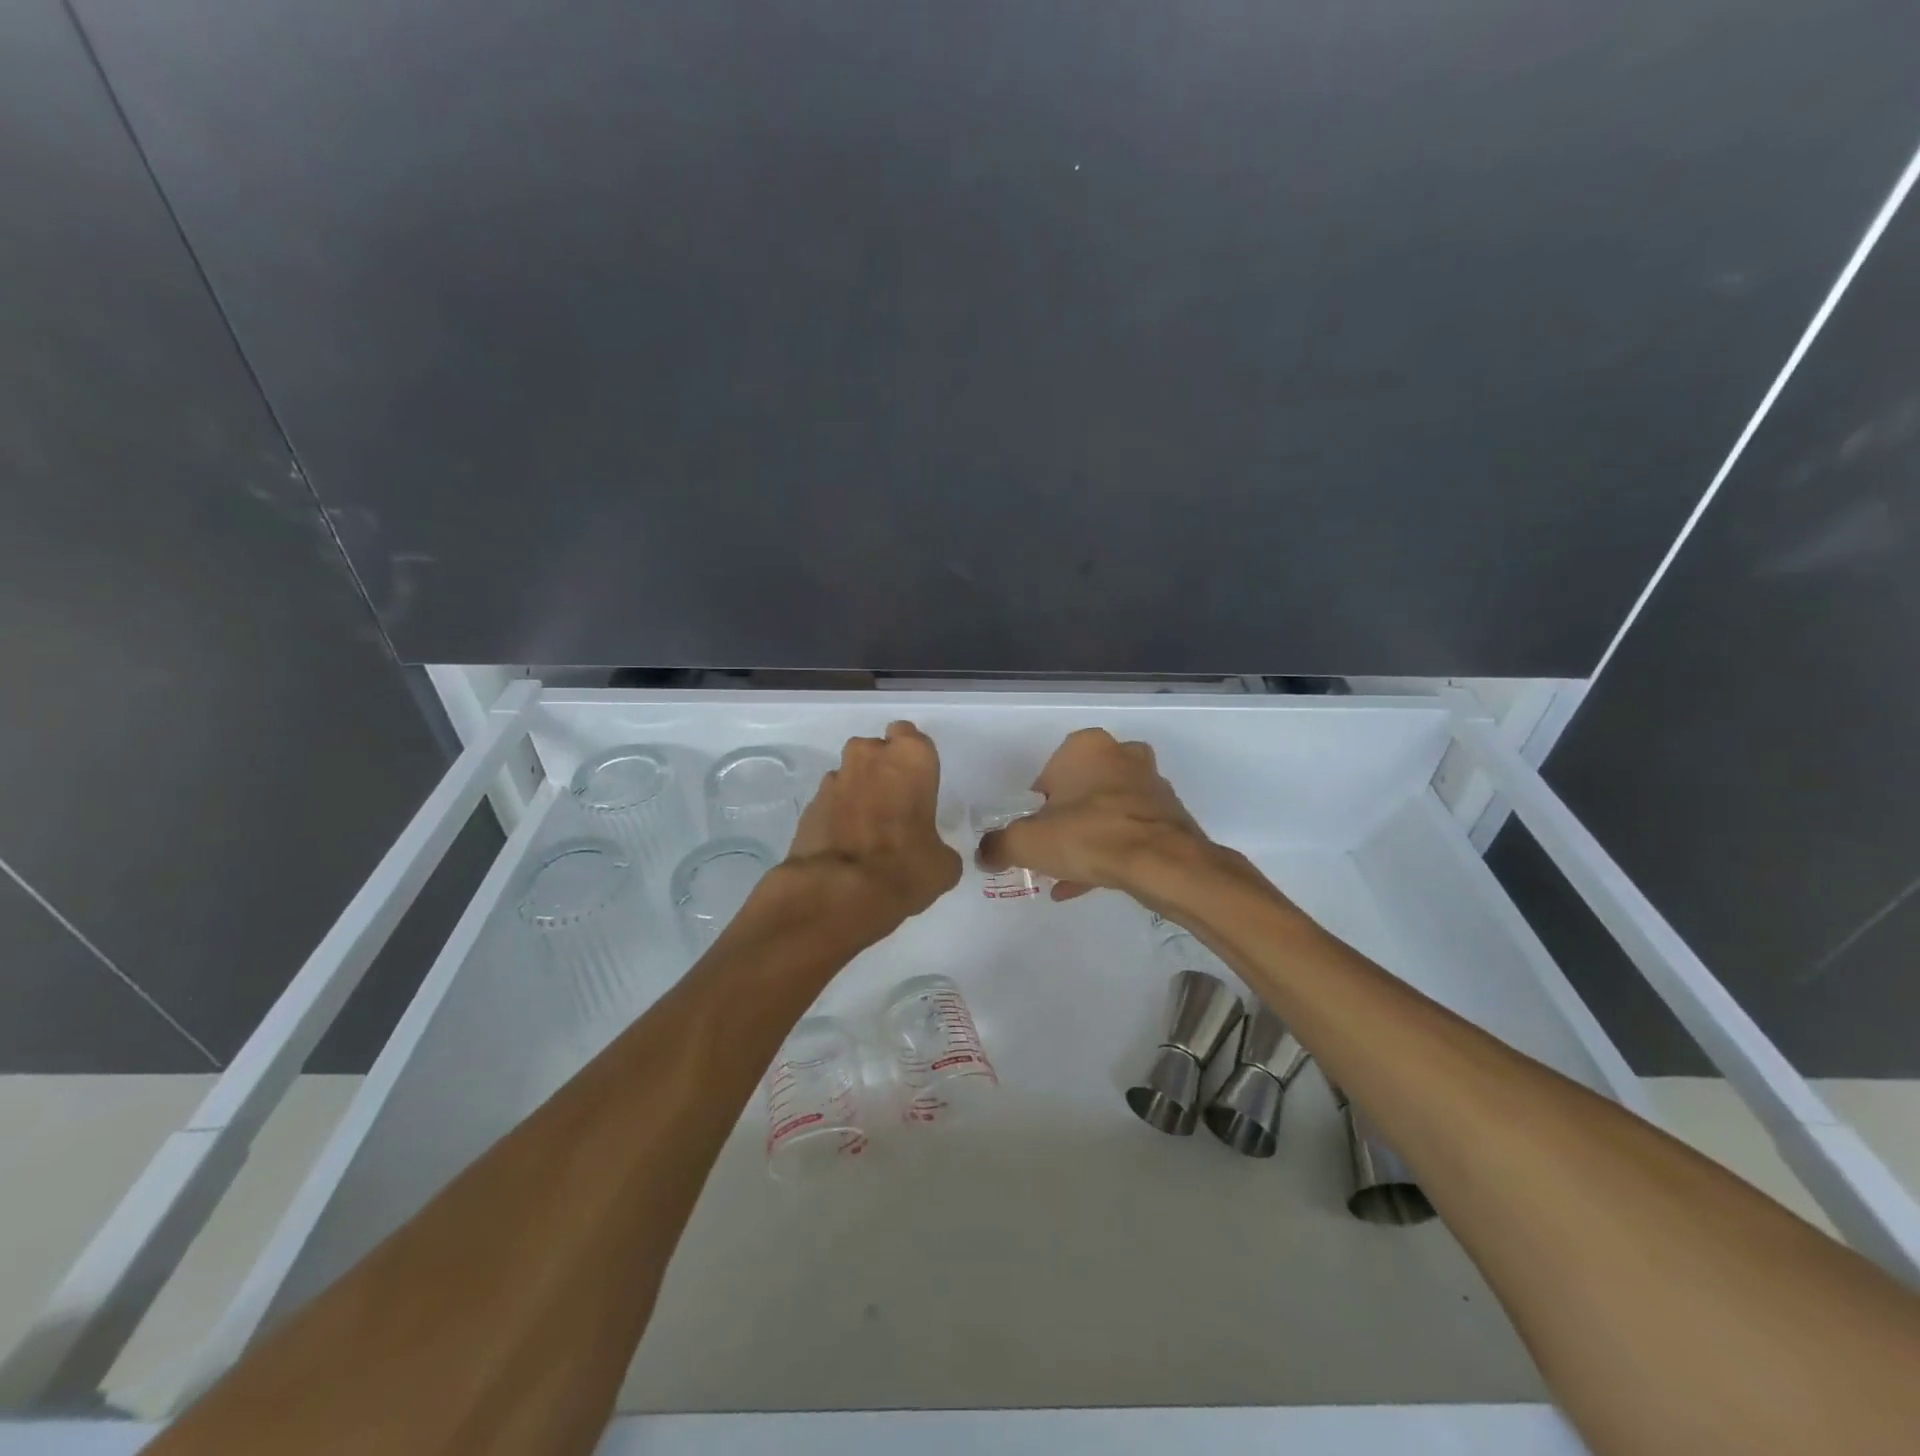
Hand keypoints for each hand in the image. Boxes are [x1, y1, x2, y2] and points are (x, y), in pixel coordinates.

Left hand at [778, 720, 962, 939]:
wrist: (838, 892)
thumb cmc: (905, 867)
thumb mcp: (943, 865)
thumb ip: (939, 848)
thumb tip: (931, 855)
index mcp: (910, 758)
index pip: (910, 735)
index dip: (911, 758)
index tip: (915, 782)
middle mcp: (869, 757)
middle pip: (875, 750)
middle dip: (881, 770)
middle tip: (892, 806)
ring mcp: (834, 779)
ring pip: (850, 774)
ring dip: (858, 793)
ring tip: (866, 831)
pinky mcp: (810, 804)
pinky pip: (830, 801)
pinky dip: (837, 816)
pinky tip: (845, 846)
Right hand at [976, 727, 1219, 902]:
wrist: (1163, 864)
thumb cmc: (1089, 836)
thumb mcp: (1027, 842)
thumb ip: (999, 845)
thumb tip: (984, 854)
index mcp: (1086, 746)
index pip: (1049, 773)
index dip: (1037, 805)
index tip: (1034, 832)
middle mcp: (1121, 755)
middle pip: (1081, 790)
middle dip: (1065, 819)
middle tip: (1052, 849)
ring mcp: (1150, 784)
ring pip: (1106, 812)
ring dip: (1087, 838)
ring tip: (1069, 873)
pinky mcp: (1170, 815)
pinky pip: (1129, 832)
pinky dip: (1110, 852)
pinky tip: (1090, 882)